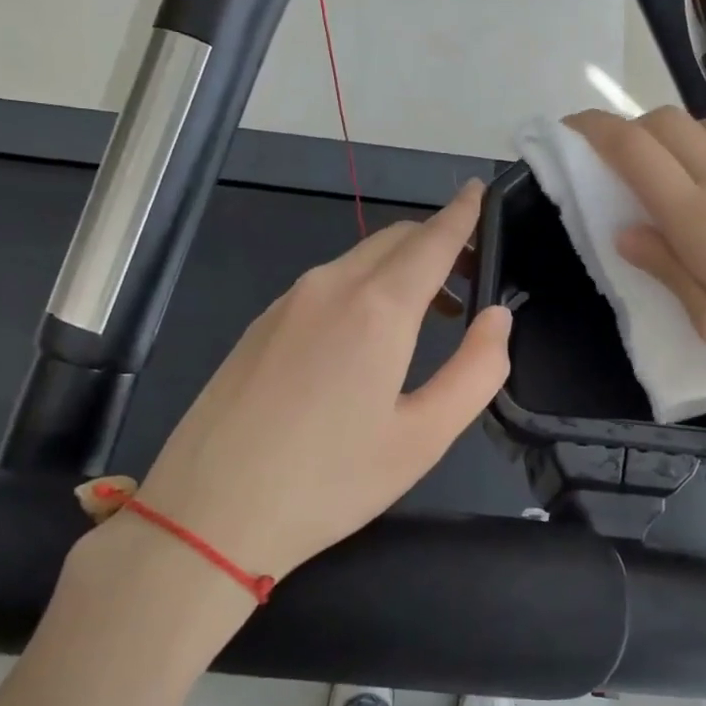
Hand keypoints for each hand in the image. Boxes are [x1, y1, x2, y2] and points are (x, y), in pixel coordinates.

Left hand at [124, 181, 511, 584]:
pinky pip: (326, 284)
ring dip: (400, 268)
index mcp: (377, 309)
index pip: (432, 240)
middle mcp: (330, 287)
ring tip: (429, 312)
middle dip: (437, 242)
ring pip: (358, 260)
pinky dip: (363, 286)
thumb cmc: (330, 482)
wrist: (207, 514)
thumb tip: (497, 318)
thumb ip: (476, 370)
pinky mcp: (261, 324)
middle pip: (395, 240)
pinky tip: (366, 336)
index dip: (462, 214)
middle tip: (470, 276)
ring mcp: (287, 302)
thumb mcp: (423, 437)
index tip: (480, 191)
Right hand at [566, 108, 705, 413]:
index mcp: (703, 219)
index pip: (635, 151)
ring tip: (663, 170)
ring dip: (672, 134)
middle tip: (610, 159)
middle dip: (627, 126)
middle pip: (667, 122)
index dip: (594, 131)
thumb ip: (670, 272)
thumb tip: (625, 232)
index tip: (568, 130)